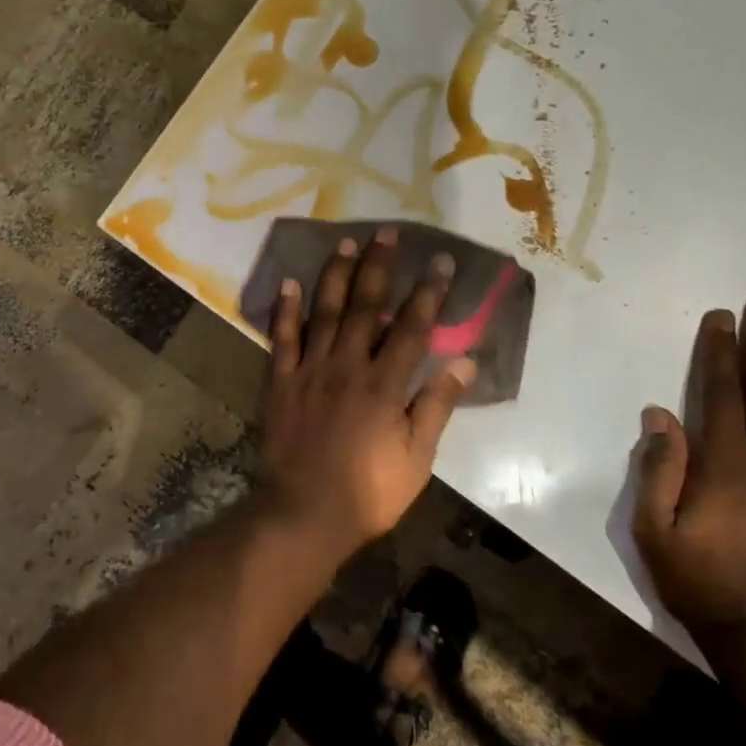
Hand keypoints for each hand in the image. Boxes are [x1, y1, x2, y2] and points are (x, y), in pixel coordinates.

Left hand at [256, 227, 475, 549]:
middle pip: (365, 306)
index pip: (412, 327)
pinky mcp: (280, 382)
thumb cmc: (368, 491)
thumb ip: (437, 406)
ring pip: (324, 312)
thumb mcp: (416, 458)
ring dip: (335, 275)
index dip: (428, 292)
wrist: (304, 513)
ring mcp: (309, 370)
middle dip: (378, 266)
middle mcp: (347, 365)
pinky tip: (289, 284)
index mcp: (384, 384)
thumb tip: (465, 362)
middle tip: (385, 232)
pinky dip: (285, 310)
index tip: (440, 262)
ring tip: (345, 243)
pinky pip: (282, 339)